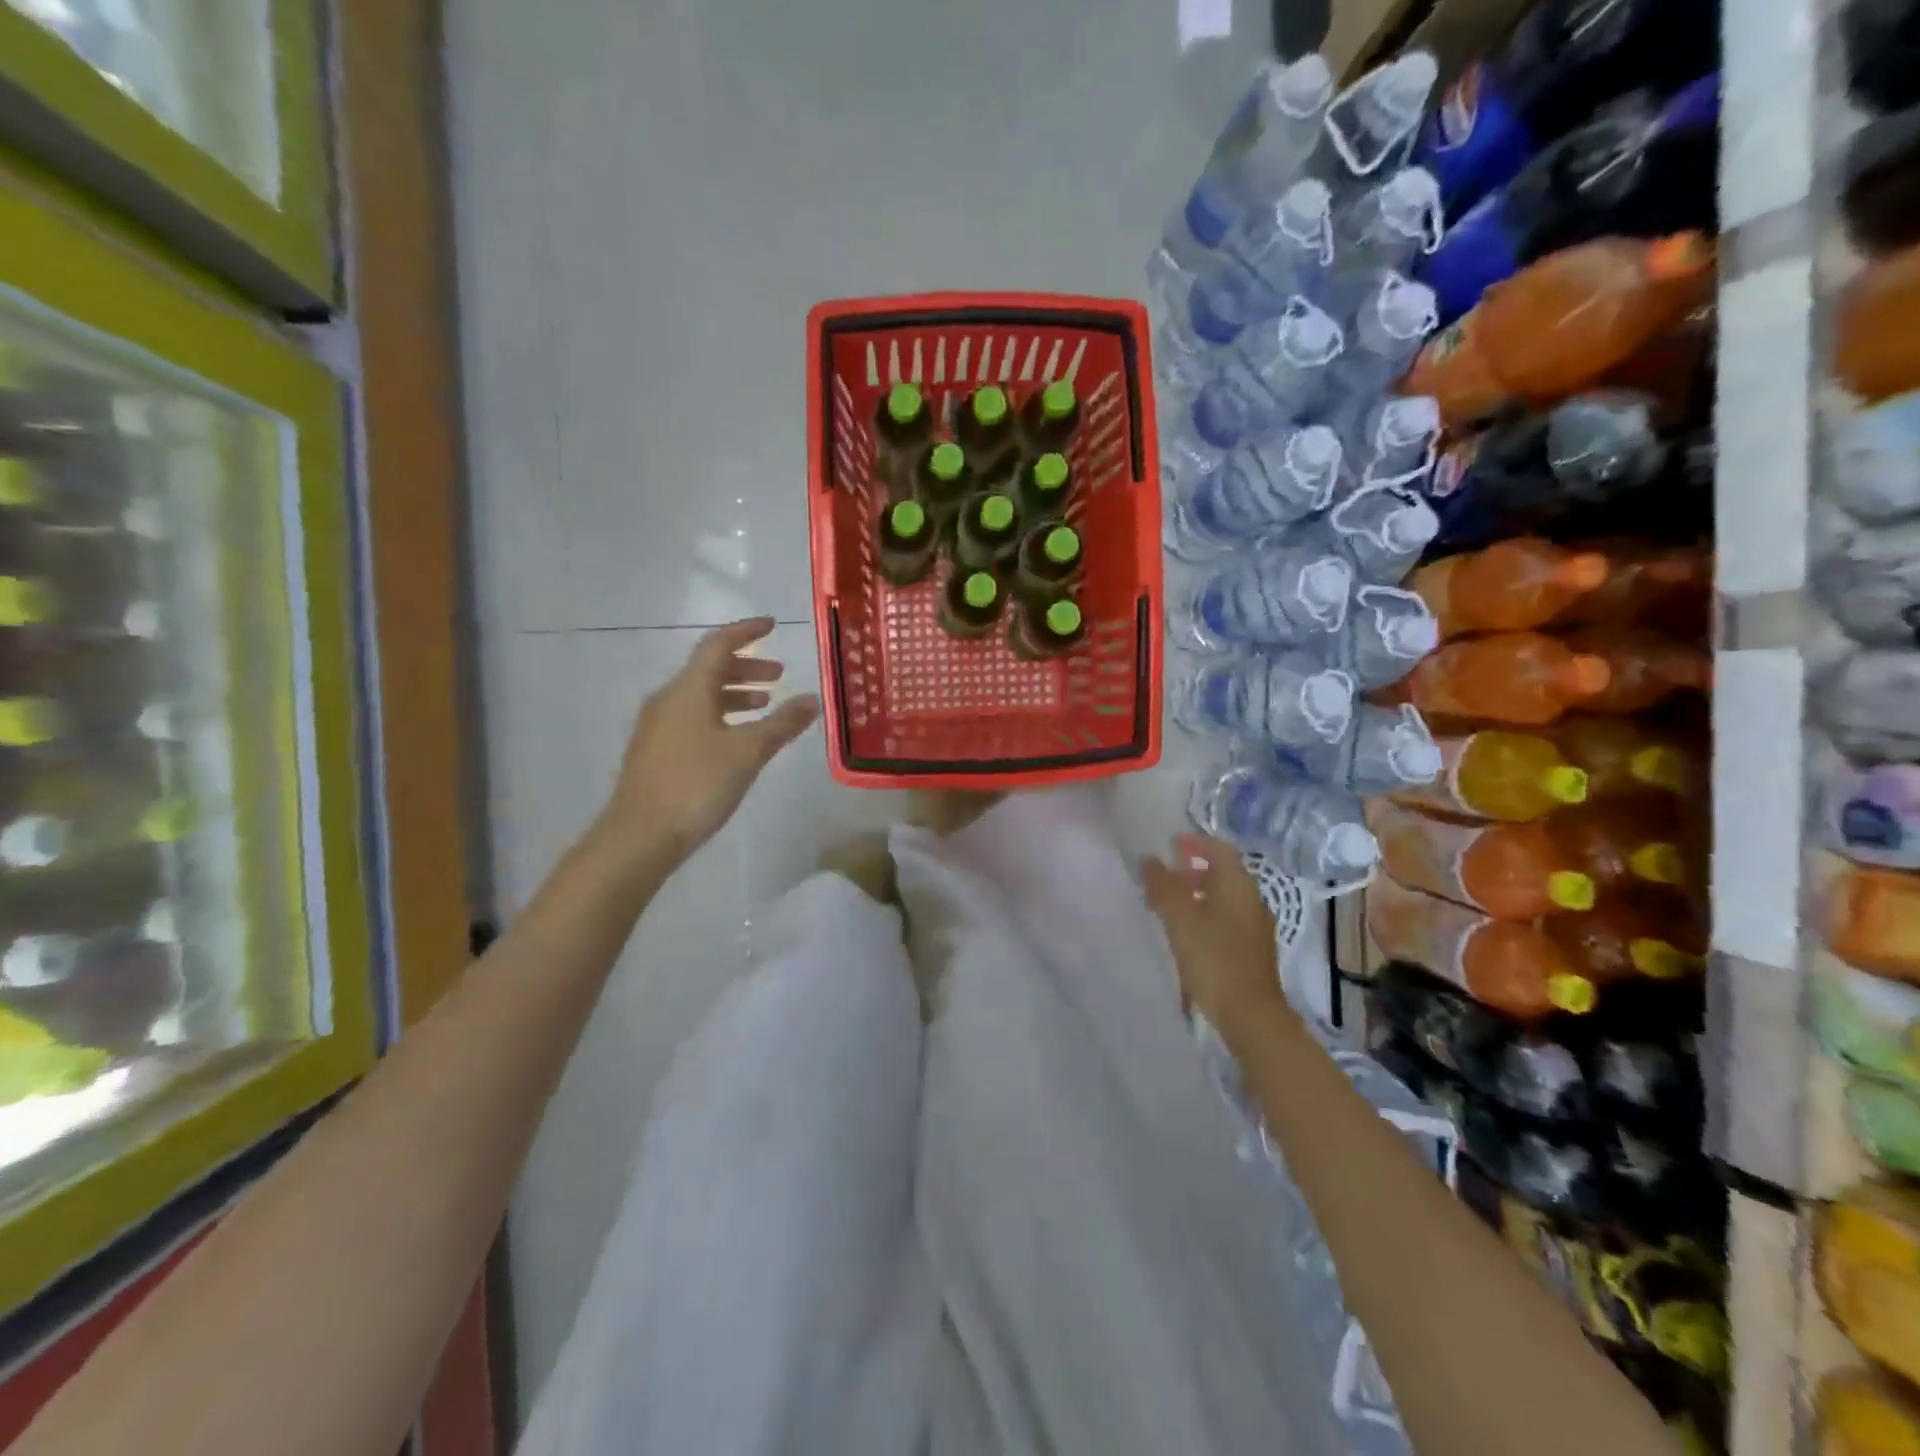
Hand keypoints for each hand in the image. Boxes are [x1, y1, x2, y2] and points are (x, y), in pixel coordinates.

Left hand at [600, 617, 819, 860]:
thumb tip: (812, 700)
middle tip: (778, 676)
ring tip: (764, 706)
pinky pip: (693, 717)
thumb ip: (782, 724)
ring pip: (701, 695)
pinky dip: (720, 715)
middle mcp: (669, 699)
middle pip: (709, 669)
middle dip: (746, 667)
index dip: (746, 632)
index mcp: (689, 689)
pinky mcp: (655, 750)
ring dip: (734, 694)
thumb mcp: (748, 752)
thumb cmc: (697, 785)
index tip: (772, 626)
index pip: (718, 644)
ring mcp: (658, 726)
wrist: (640, 835)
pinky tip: (736, 739)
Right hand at [1140, 834, 1288, 1031]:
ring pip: (1223, 898)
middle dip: (1191, 870)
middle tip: (1163, 878)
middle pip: (1222, 873)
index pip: (1219, 849)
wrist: (1251, 1015)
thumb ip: (1162, 885)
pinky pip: (1226, 919)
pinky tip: (1186, 934)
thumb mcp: (1179, 918)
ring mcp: (1255, 927)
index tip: (1170, 844)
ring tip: (1167, 907)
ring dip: (1196, 894)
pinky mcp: (1252, 951)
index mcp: (1238, 885)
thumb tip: (1148, 859)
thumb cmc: (1214, 958)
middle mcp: (1252, 900)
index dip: (1195, 842)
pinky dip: (1204, 915)